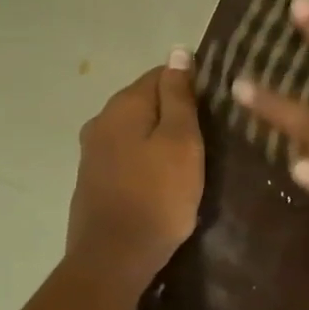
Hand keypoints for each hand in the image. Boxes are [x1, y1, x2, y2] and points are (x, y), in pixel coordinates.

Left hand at [66, 54, 204, 296]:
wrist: (114, 257)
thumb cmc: (158, 197)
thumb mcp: (181, 142)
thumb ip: (180, 97)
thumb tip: (179, 52)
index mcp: (123, 105)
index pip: (161, 74)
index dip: (192, 87)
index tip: (216, 111)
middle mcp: (101, 120)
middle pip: (146, 103)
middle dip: (176, 114)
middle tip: (208, 139)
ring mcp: (93, 152)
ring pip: (136, 131)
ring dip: (161, 139)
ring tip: (190, 161)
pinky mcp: (93, 180)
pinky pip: (127, 156)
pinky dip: (147, 161)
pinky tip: (163, 181)